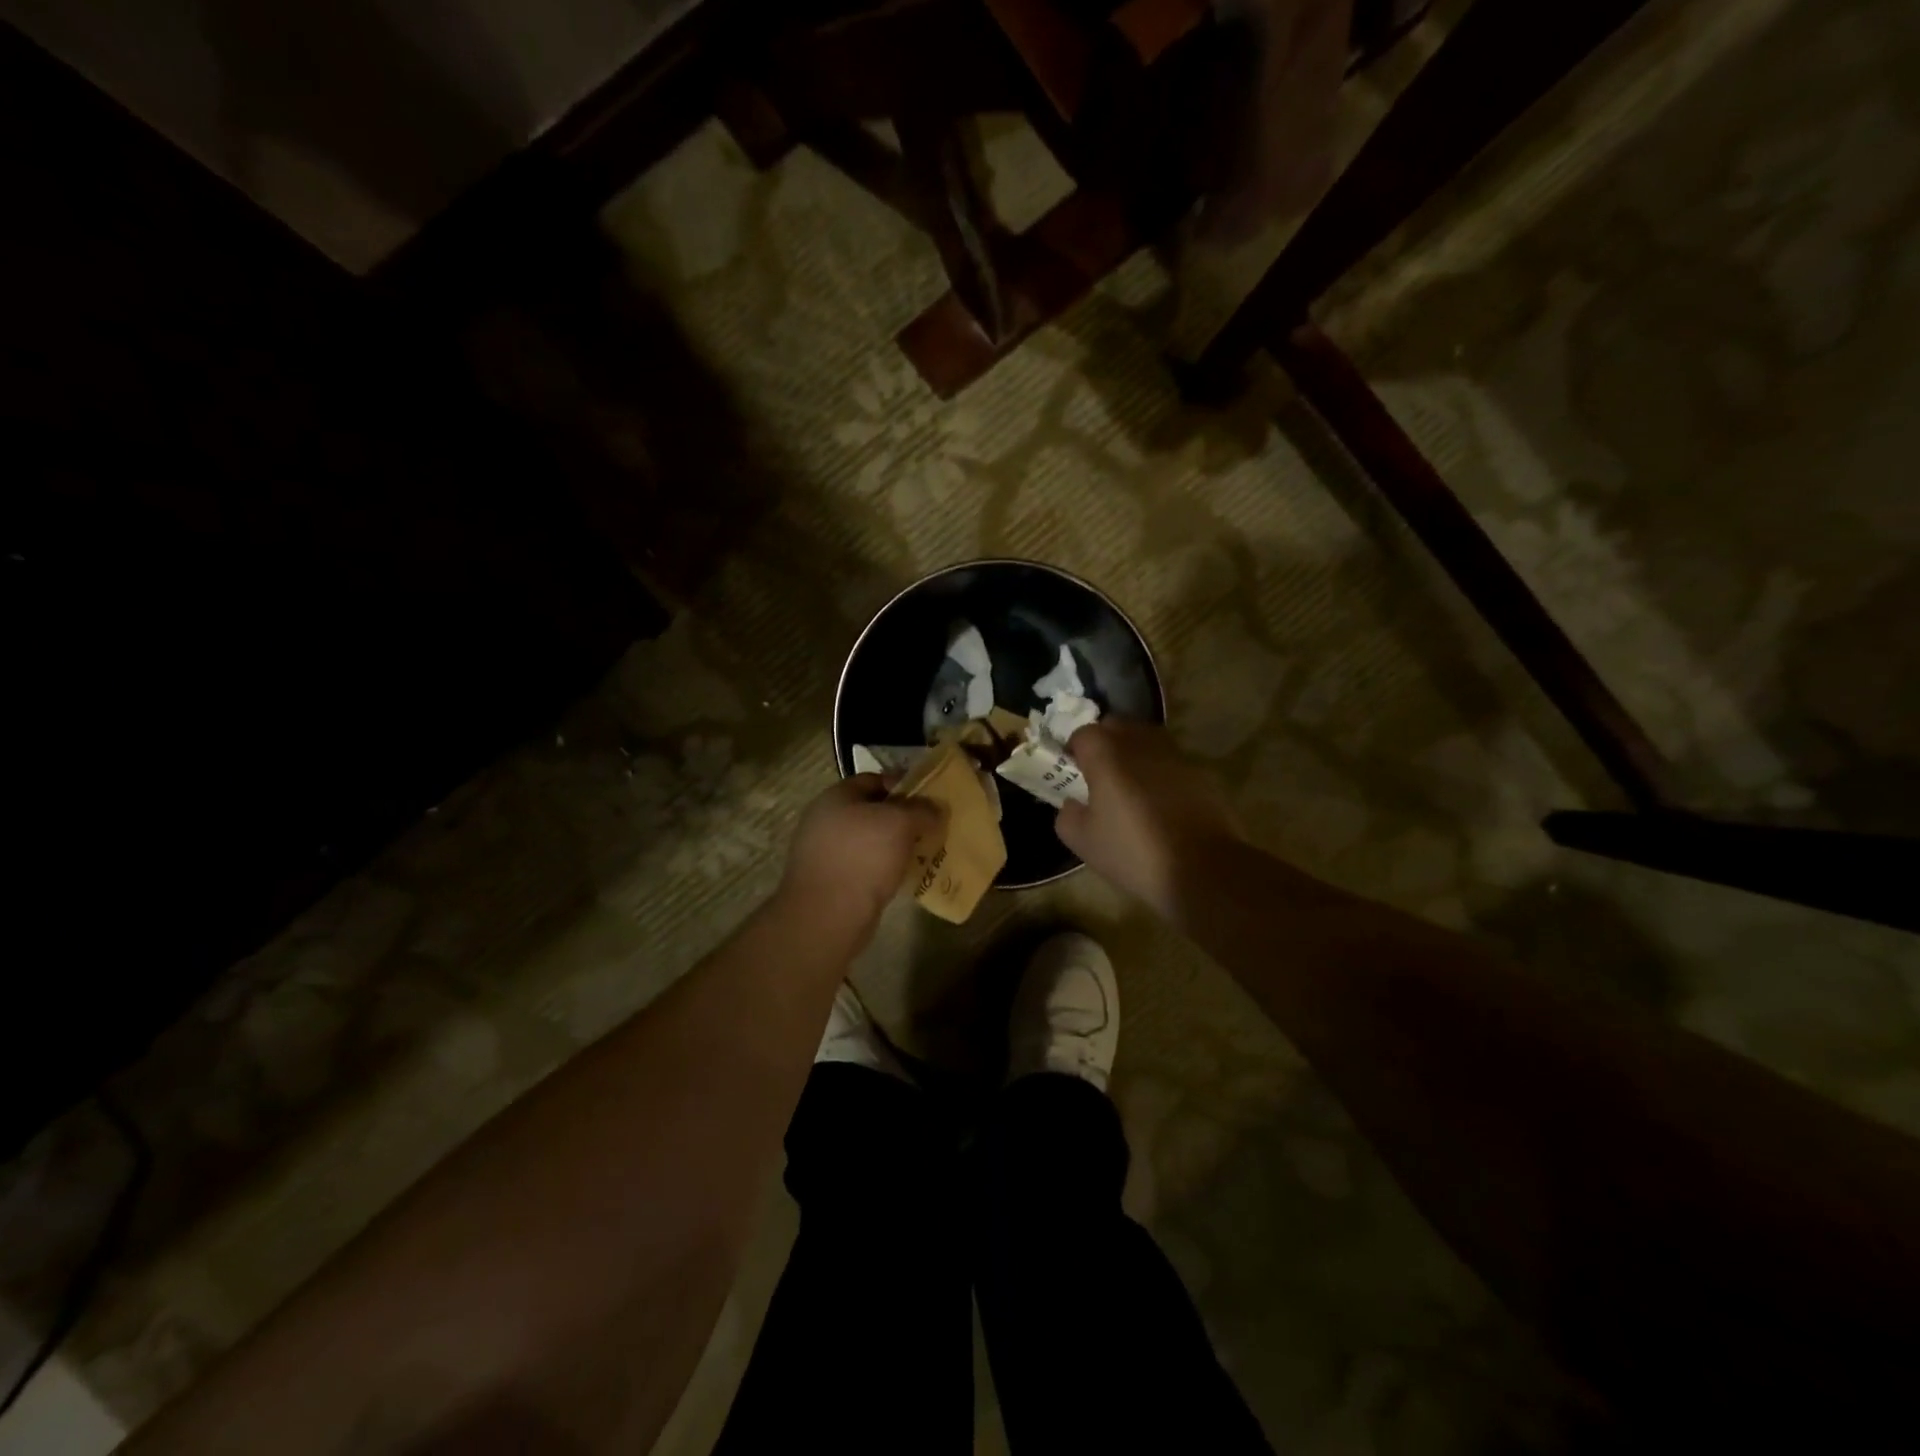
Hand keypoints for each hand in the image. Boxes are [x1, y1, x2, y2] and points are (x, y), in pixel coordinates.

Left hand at [779, 774, 942, 942]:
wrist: (828, 915)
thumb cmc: (863, 857)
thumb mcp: (900, 823)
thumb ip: (921, 810)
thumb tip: (936, 808)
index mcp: (836, 797)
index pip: (874, 779)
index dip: (903, 784)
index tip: (929, 798)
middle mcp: (826, 820)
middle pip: (872, 810)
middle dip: (903, 818)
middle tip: (931, 826)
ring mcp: (826, 853)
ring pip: (870, 840)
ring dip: (896, 845)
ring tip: (924, 852)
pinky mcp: (832, 881)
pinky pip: (865, 866)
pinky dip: (885, 868)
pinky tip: (905, 876)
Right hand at [1055, 721, 1243, 921]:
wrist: (1203, 868)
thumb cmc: (1134, 852)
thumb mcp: (1083, 841)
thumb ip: (1067, 814)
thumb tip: (1073, 803)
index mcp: (1107, 754)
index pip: (1083, 733)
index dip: (1074, 750)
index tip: (1072, 772)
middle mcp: (1140, 743)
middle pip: (1116, 726)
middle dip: (1104, 743)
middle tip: (1099, 774)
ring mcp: (1174, 754)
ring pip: (1146, 739)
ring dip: (1133, 753)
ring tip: (1130, 785)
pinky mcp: (1200, 771)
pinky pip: (1170, 760)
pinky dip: (1160, 771)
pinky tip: (1159, 801)